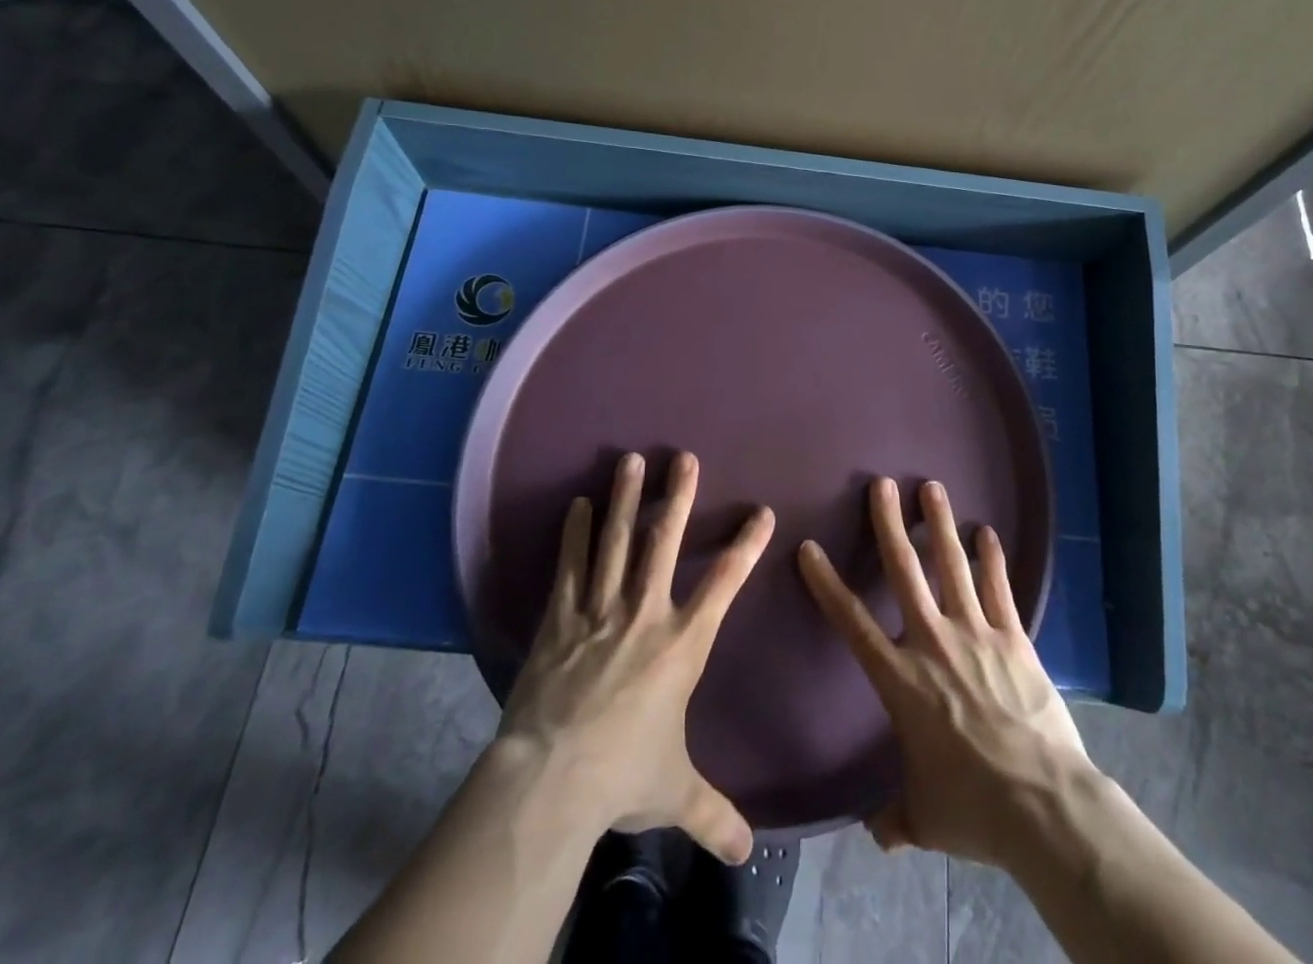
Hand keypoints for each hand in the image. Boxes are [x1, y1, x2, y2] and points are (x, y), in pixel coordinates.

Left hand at [497, 450, 774, 864]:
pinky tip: (576, 504)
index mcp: (682, 644)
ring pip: (615, 542)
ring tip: (630, 460)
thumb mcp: (675, 794)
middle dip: (676, 498)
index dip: (746, 545)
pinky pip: (570, 567)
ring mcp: (599, 611)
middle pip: (663, 543)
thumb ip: (714, 814)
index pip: (724, 583)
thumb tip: (747, 854)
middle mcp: (644, 614)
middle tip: (683, 458)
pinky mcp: (561, 619)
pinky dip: (573, 534)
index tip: (761, 512)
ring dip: (624, 499)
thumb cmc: (622, 776)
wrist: (551, 780)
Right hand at [798, 476, 1090, 869]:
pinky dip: (992, 558)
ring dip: (940, 524)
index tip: (809, 548)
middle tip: (881, 485)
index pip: (852, 623)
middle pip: (905, 572)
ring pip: (952, 566)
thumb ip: (896, 817)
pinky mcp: (1014, 638)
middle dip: (889, 524)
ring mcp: (976, 634)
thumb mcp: (924, 818)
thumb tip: (878, 832)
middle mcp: (933, 643)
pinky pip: (999, 589)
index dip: (827, 584)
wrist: (1043, 805)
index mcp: (901, 680)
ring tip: (932, 487)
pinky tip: (987, 531)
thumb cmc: (973, 808)